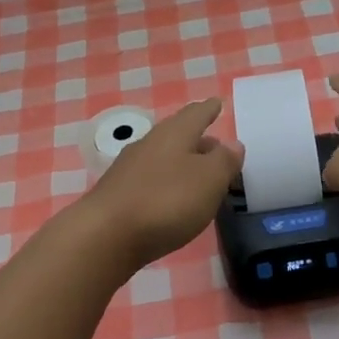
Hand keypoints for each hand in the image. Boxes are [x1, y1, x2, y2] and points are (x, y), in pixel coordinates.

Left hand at [77, 99, 242, 271]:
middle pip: (178, 135)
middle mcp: (149, 144)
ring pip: (163, 157)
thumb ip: (224, 161)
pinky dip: (166, 182)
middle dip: (198, 139)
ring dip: (182, 162)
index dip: (209, 109)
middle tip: (216, 146)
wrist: (105, 236)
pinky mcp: (118, 195)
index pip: (196, 114)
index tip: (217, 102)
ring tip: (199, 173)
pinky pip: (150, 179)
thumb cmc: (166, 201)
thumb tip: (233, 143)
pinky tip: (172, 197)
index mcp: (174, 134)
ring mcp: (129, 169)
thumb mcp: (209, 180)